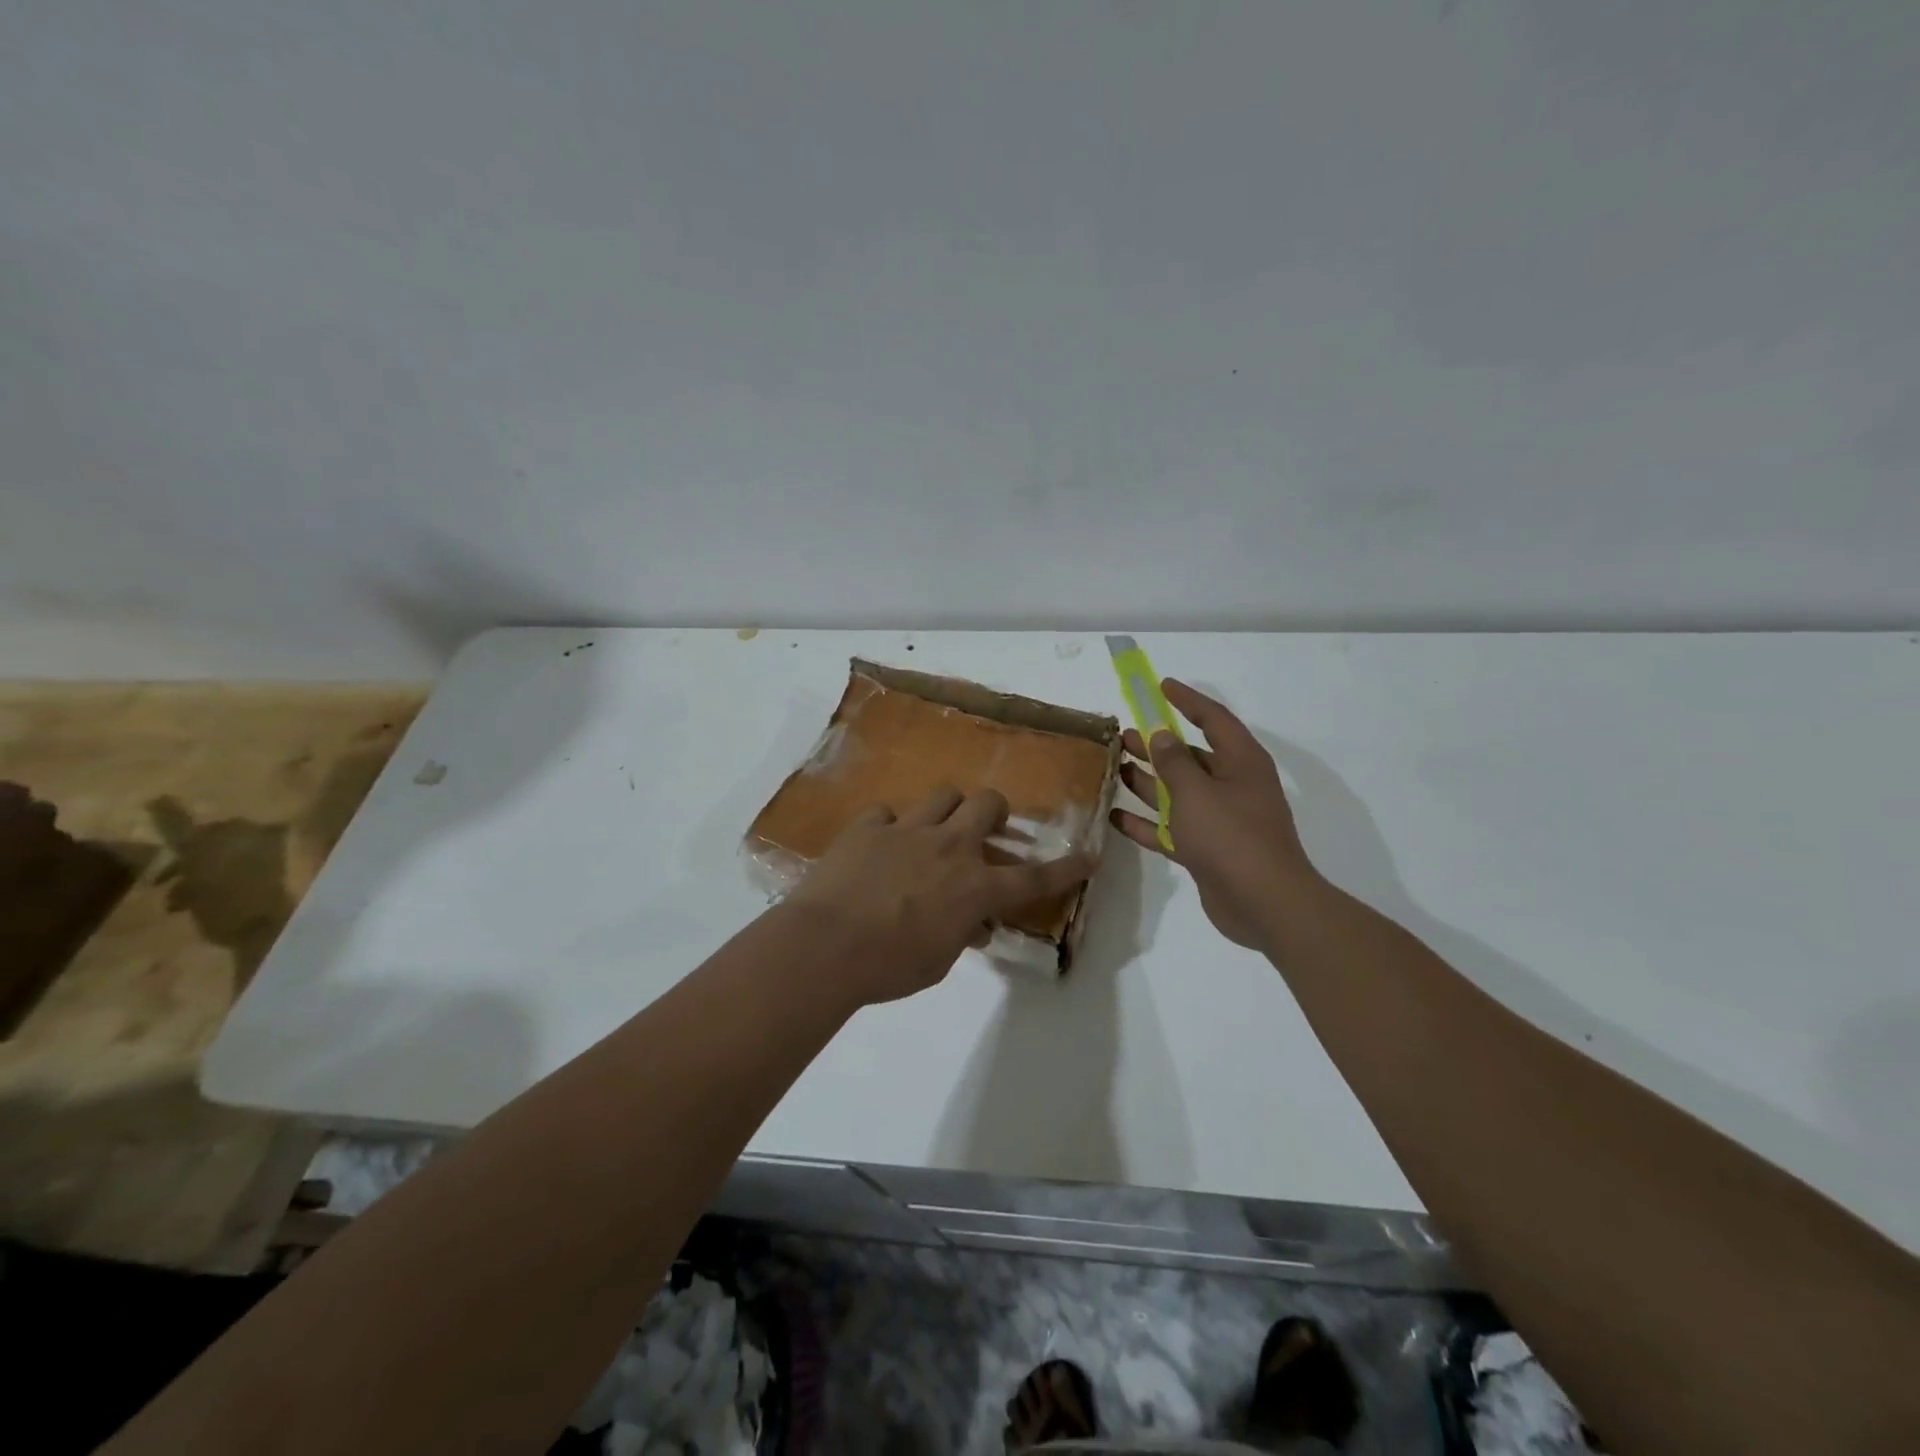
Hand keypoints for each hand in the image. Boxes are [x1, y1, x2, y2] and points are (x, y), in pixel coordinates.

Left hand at [784, 786, 1096, 1005]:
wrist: (826, 946)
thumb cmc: (889, 966)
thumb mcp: (938, 960)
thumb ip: (960, 934)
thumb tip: (972, 925)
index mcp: (975, 888)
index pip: (1034, 878)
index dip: (1066, 868)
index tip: (1089, 856)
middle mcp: (950, 848)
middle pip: (988, 803)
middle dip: (995, 811)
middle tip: (986, 828)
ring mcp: (908, 830)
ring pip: (944, 795)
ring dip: (947, 810)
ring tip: (935, 831)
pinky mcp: (869, 827)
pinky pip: (888, 813)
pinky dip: (891, 827)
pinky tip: (880, 847)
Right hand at [1109, 681, 1319, 948]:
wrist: (1263, 903)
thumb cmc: (1231, 836)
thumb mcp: (1196, 792)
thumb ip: (1173, 762)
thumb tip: (1161, 735)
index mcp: (1240, 762)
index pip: (1213, 719)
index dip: (1187, 701)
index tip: (1161, 686)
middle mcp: (1232, 786)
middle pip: (1190, 757)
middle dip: (1157, 745)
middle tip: (1122, 735)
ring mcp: (1219, 820)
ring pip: (1177, 792)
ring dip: (1147, 781)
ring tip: (1114, 768)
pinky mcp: (1206, 849)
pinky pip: (1171, 828)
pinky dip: (1146, 823)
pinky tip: (1115, 817)